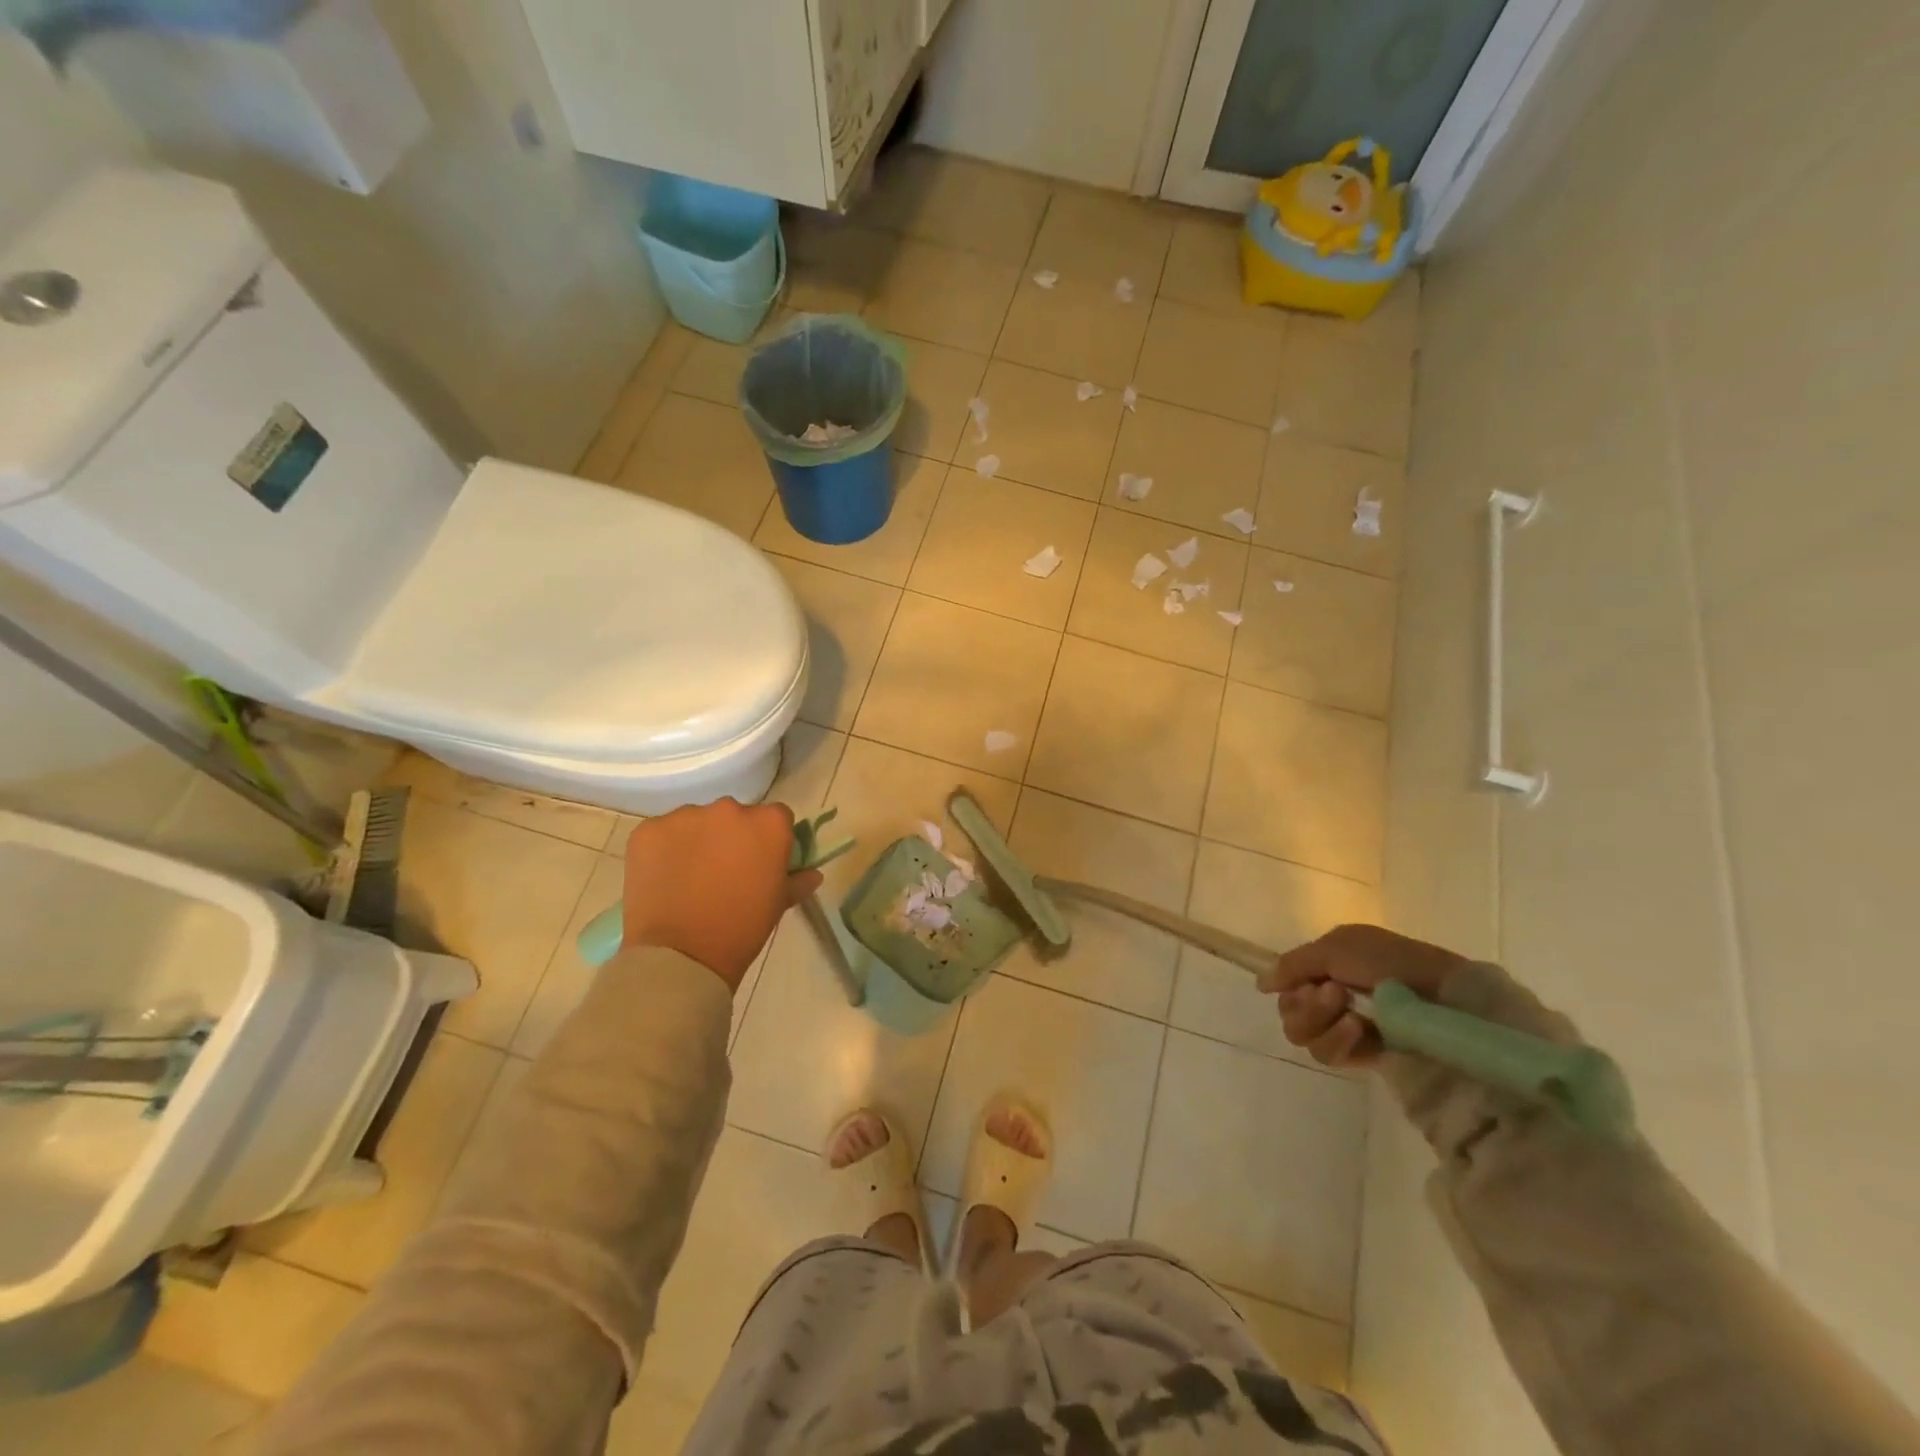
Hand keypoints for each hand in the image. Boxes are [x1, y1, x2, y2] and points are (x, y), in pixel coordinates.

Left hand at [620, 800, 824, 991]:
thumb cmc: (742, 929)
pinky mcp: (649, 829)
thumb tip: (811, 873)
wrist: (682, 955)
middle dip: (731, 837)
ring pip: (696, 822)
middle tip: (723, 872)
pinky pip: (662, 833)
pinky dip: (664, 850)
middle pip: (734, 815)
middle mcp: (729, 809)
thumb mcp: (778, 904)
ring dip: (696, 841)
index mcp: (769, 823)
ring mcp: (685, 816)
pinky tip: (664, 879)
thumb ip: (797, 880)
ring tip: (688, 878)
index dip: (769, 839)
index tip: (760, 862)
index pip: (776, 817)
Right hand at [1261, 923, 1468, 1068]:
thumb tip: (1260, 983)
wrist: (1445, 1000)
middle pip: (1288, 1012)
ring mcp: (1345, 1027)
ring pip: (1302, 1036)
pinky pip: (1326, 1056)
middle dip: (1307, 1005)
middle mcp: (1331, 996)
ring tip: (1353, 1017)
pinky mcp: (1361, 1056)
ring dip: (1321, 1023)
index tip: (1312, 981)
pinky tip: (1359, 1032)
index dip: (1291, 985)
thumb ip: (1293, 964)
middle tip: (1336, 995)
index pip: (1286, 984)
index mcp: (1327, 965)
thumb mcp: (1337, 947)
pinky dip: (1338, 1042)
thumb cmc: (1392, 963)